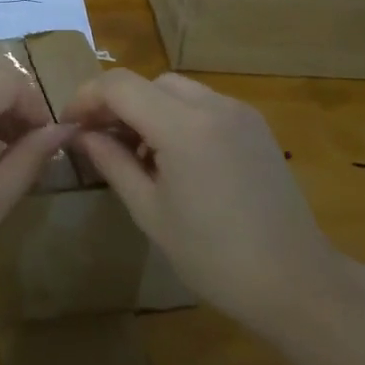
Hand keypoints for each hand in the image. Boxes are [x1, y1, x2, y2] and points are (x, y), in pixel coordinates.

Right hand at [62, 71, 340, 337]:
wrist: (295, 282)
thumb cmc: (213, 256)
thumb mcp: (150, 211)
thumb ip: (112, 162)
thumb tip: (82, 134)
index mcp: (183, 127)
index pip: (120, 86)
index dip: (86, 97)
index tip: (69, 124)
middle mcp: (214, 106)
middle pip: (149, 83)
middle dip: (118, 104)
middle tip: (99, 141)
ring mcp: (240, 113)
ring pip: (177, 90)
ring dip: (148, 109)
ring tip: (138, 154)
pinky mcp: (256, 127)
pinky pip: (204, 105)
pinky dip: (178, 117)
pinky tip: (175, 158)